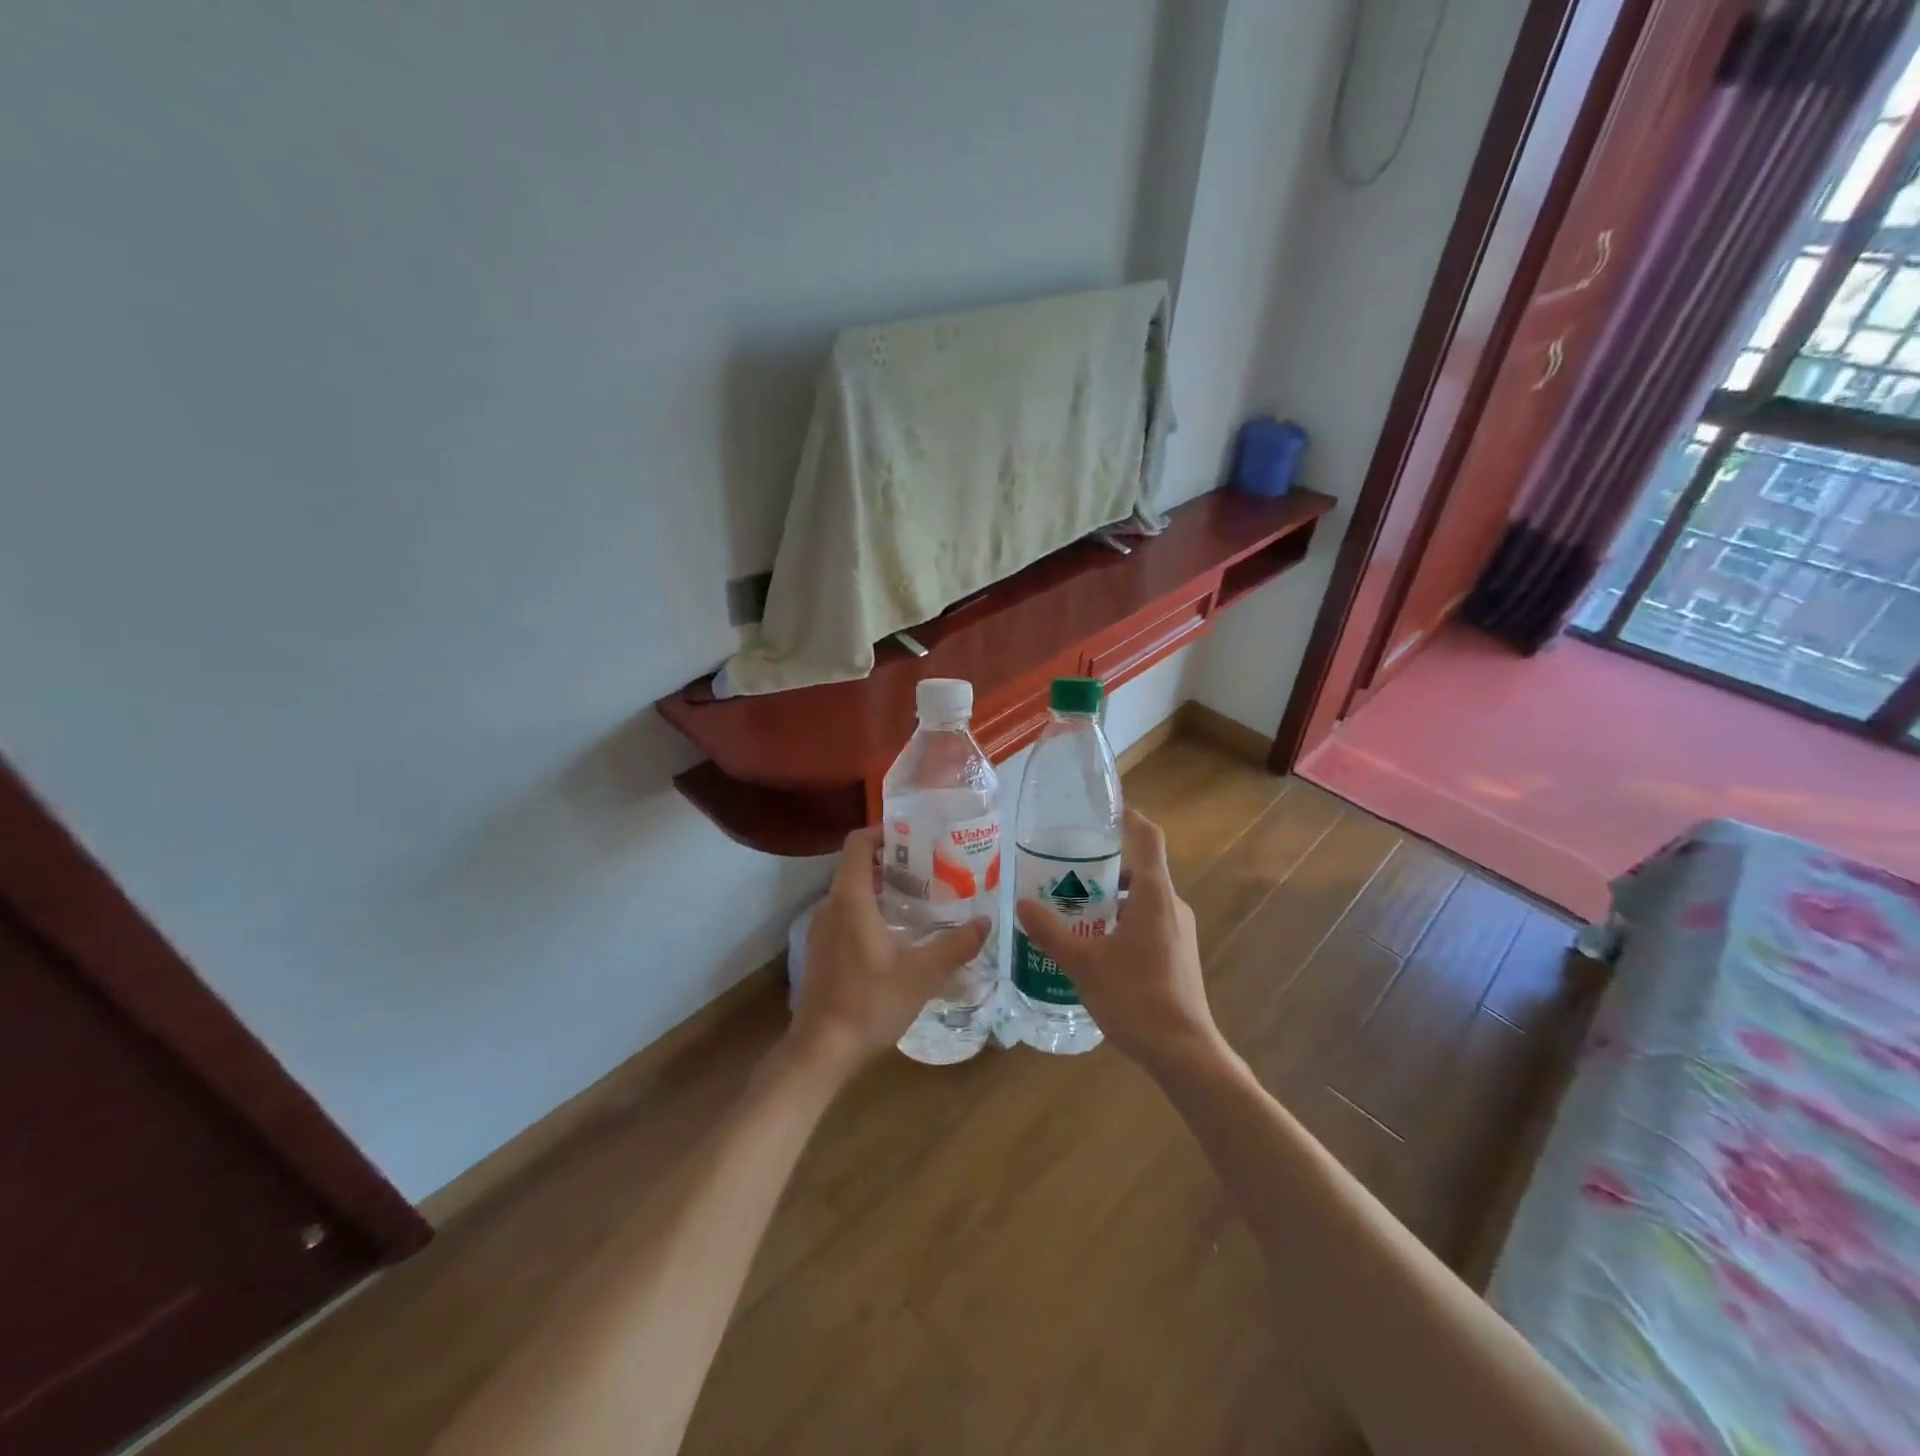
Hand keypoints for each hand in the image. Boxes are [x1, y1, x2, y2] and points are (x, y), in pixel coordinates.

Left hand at [790, 826, 989, 1075]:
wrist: (821, 1049)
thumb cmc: (870, 1002)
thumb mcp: (922, 975)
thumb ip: (955, 946)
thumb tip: (985, 923)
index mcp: (850, 900)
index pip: (858, 843)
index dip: (883, 830)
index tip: (914, 834)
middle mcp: (830, 906)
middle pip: (857, 866)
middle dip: (891, 860)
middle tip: (930, 867)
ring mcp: (821, 929)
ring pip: (851, 892)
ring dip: (882, 887)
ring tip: (921, 898)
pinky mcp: (821, 950)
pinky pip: (846, 914)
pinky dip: (870, 910)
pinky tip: (898, 934)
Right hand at [1014, 809, 1225, 1079]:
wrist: (1184, 1052)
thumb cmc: (1135, 997)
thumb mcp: (1083, 963)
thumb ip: (1050, 932)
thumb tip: (1022, 904)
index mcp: (1153, 895)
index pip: (1148, 838)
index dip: (1129, 818)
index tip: (1103, 810)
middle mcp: (1171, 905)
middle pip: (1139, 869)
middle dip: (1102, 867)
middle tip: (1064, 870)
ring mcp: (1178, 931)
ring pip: (1141, 899)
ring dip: (1109, 897)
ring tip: (1071, 909)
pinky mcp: (1177, 954)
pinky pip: (1147, 921)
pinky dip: (1120, 919)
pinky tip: (1093, 944)